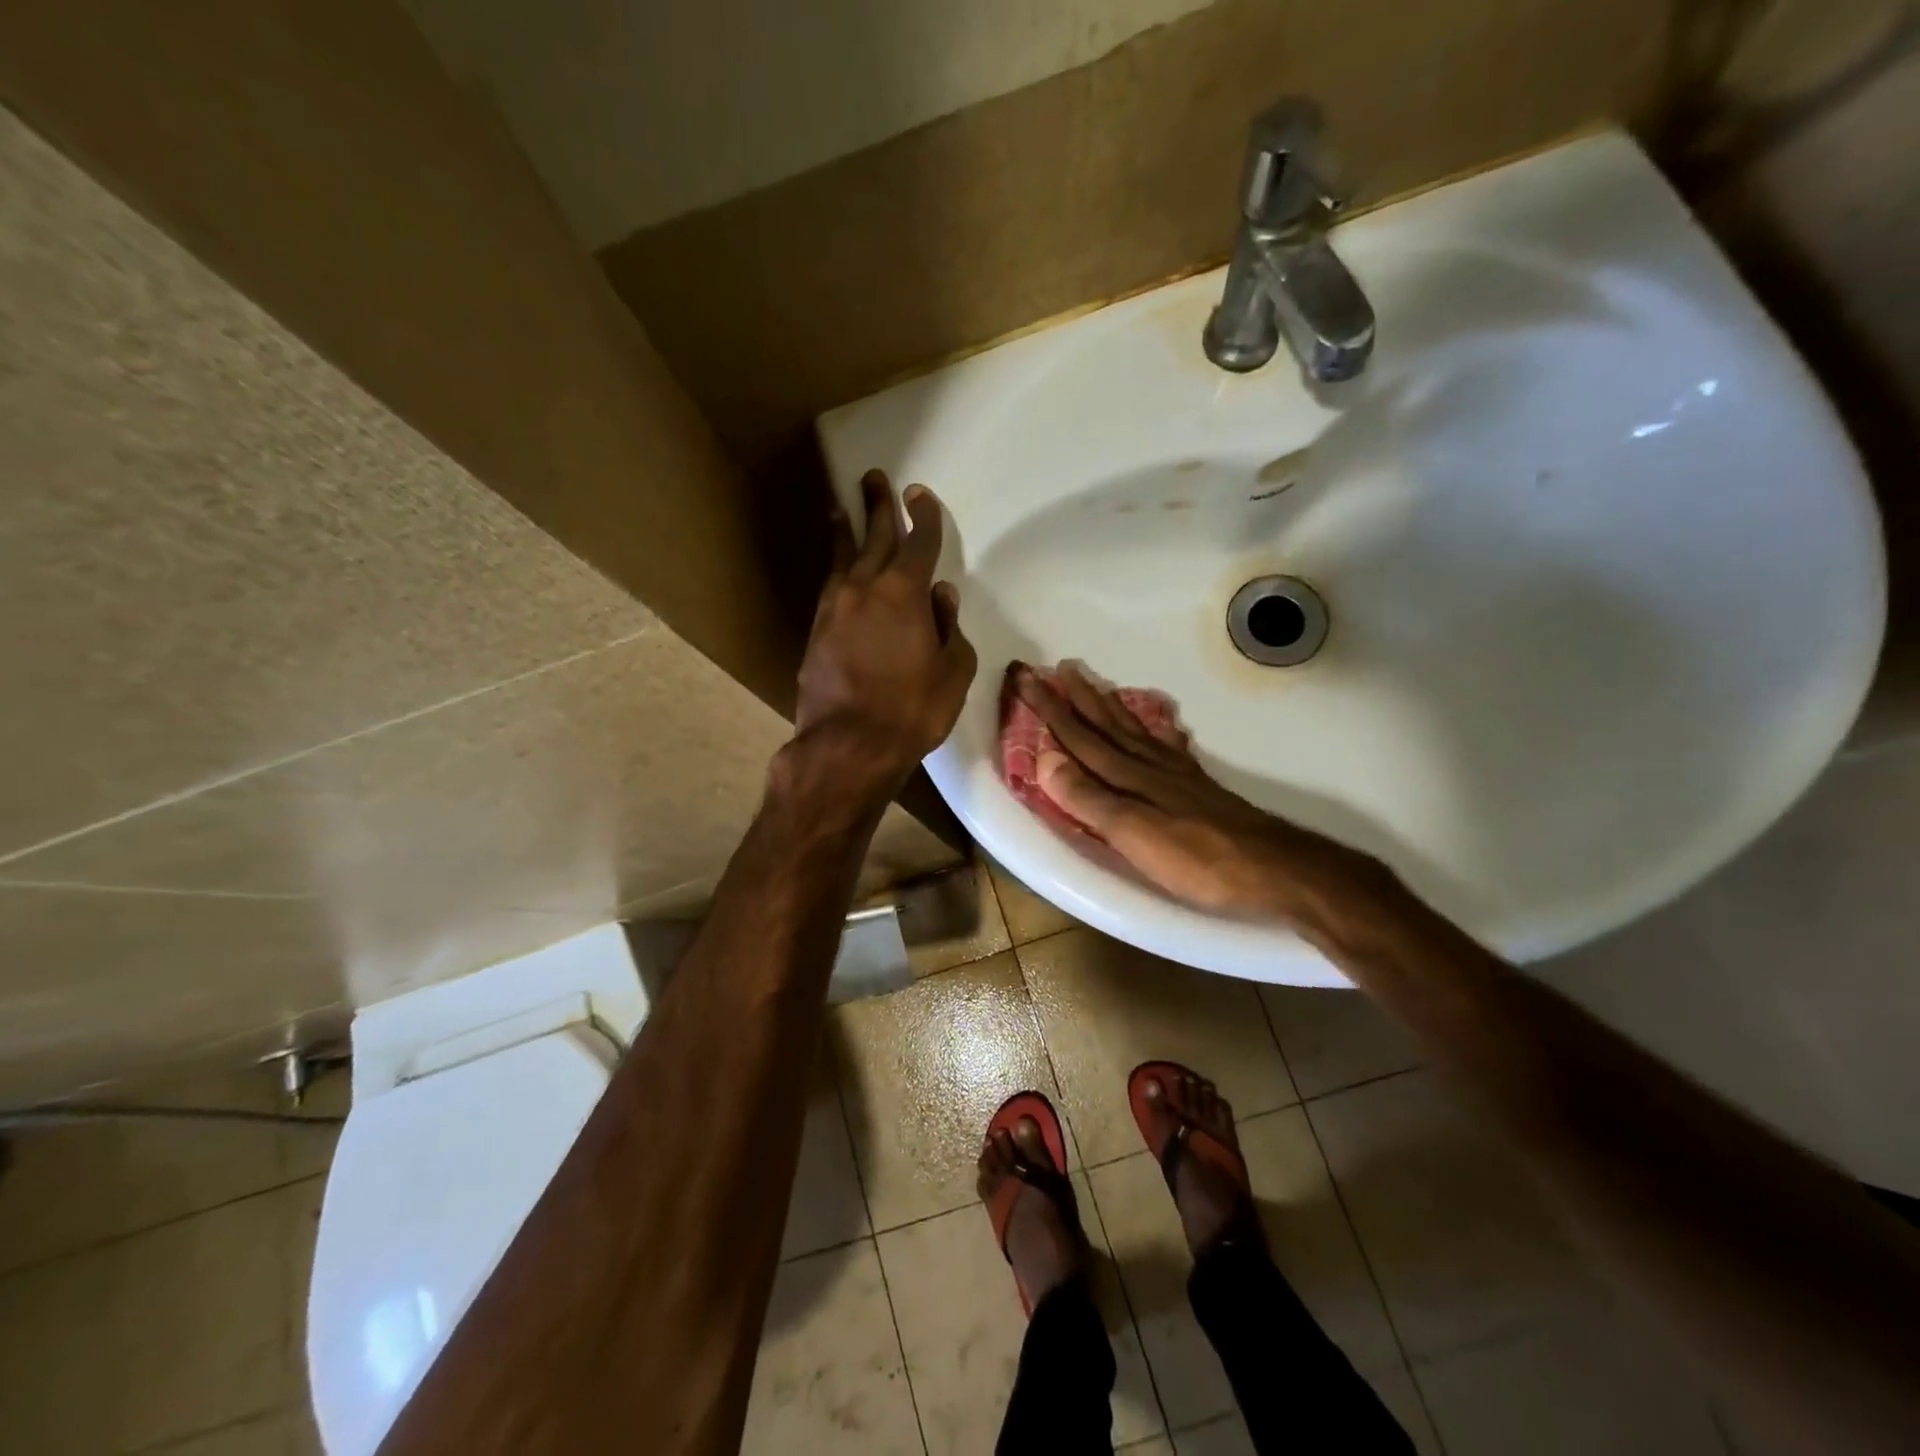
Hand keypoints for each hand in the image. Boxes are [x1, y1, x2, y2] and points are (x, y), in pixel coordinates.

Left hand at [786, 470, 977, 807]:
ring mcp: (835, 609)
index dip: (924, 517)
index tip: (920, 495)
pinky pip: (830, 586)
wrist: (849, 744)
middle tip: (875, 479)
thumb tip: (941, 597)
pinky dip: (836, 569)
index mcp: (905, 593)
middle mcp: (866, 589)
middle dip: (878, 507)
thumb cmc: (912, 710)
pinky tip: (837, 569)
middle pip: (874, 537)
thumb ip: (950, 629)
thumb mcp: (952, 672)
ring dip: (846, 532)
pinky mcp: (816, 631)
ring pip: (843, 558)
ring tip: (840, 510)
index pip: (919, 544)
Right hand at [1011, 662, 1384, 922]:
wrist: (1271, 868)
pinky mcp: (1194, 786)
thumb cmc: (1196, 857)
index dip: (1050, 709)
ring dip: (1107, 705)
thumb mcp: (1133, 833)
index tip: (1026, 678)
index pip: (1079, 736)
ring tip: (1092, 682)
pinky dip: (1152, 728)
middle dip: (1075, 697)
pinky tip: (1155, 724)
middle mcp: (1147, 765)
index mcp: (1127, 776)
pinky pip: (1165, 744)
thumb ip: (1088, 798)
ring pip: (1132, 729)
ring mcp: (1174, 773)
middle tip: (1056, 666)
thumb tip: (1044, 759)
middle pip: (1104, 725)